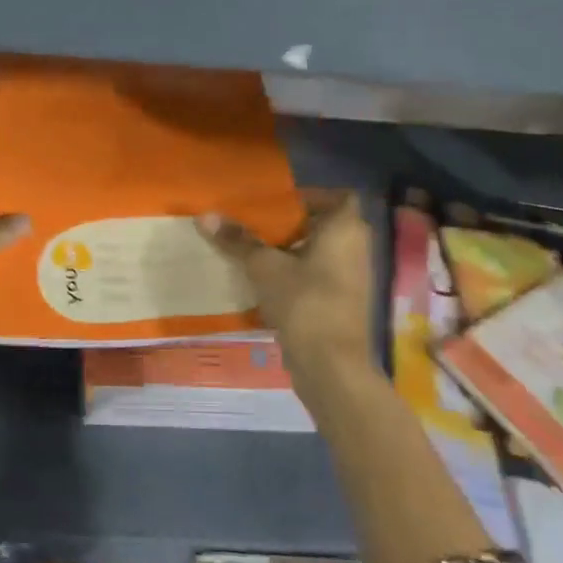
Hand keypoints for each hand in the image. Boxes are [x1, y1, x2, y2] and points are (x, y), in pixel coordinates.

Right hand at [199, 194, 372, 393]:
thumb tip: (205, 215)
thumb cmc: (304, 302)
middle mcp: (357, 249)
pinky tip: (267, 283)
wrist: (331, 365)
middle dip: (294, 225)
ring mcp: (353, 279)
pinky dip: (298, 275)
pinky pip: (320, 277)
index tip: (279, 204)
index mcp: (345, 229)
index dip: (312, 197)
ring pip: (322, 253)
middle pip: (327, 225)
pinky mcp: (343, 304)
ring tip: (257, 252)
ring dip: (294, 251)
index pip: (339, 197)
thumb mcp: (264, 267)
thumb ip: (238, 240)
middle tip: (259, 225)